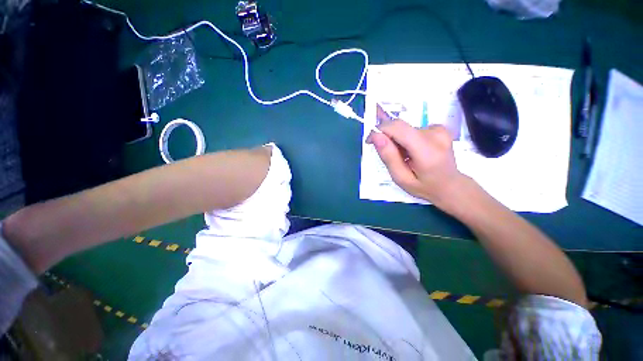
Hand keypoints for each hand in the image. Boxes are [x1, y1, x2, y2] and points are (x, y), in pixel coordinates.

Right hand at [367, 105, 465, 209]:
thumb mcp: (401, 178)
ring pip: (405, 129)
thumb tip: (376, 136)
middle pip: (400, 127)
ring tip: (403, 157)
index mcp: (427, 151)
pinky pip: (412, 129)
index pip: (398, 128)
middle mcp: (436, 134)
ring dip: (398, 140)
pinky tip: (412, 152)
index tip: (370, 141)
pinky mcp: (438, 127)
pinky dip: (406, 139)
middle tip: (388, 155)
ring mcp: (439, 129)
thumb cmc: (424, 186)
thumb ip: (389, 157)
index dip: (380, 130)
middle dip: (388, 138)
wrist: (451, 185)